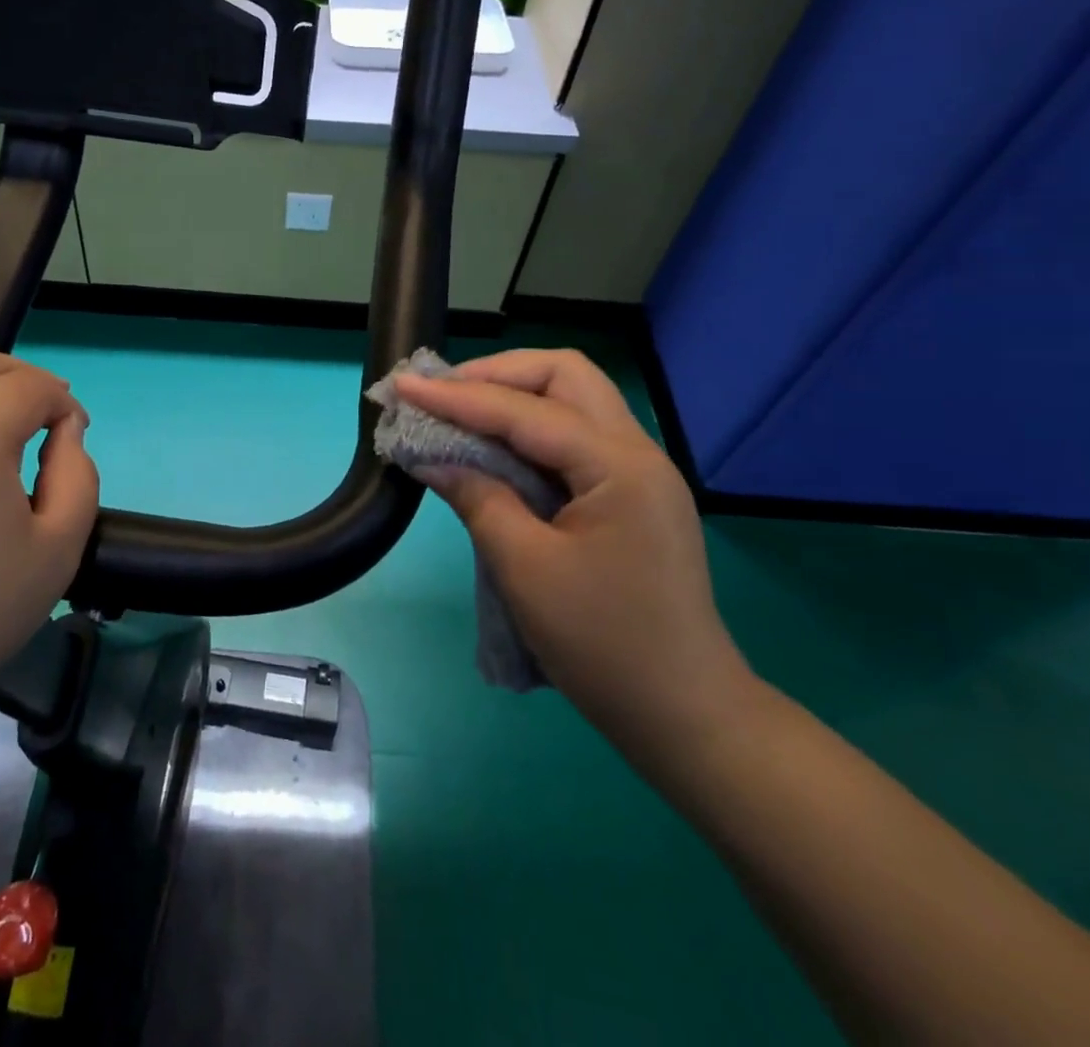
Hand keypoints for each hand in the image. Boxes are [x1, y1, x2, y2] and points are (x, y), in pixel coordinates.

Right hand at [394, 349, 753, 756]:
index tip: (405, 386)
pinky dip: (528, 429)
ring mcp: (639, 472)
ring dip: (513, 395)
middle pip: (564, 375)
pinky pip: (574, 436)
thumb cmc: (604, 644)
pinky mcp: (630, 494)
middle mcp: (636, 452)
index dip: (458, 396)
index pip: (525, 409)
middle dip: (497, 374)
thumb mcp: (526, 569)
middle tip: (443, 394)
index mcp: (619, 465)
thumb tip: (431, 458)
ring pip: (573, 399)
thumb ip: (478, 498)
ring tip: (459, 410)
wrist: (684, 715)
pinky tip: (494, 446)